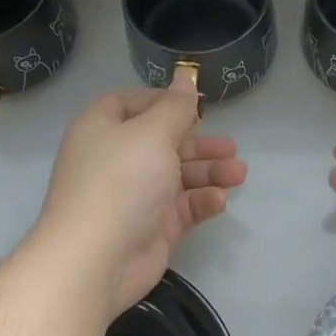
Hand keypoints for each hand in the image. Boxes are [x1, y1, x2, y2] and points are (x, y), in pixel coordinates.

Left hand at [34, 72, 246, 315]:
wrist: (96, 259)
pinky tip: (219, 201)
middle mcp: (116, 159)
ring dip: (208, 172)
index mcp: (103, 129)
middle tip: (230, 147)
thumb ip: (176, 106)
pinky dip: (200, 202)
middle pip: (162, 141)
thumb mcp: (152, 133)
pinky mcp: (150, 227)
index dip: (164, 101)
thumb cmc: (121, 181)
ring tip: (239, 173)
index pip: (132, 103)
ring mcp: (134, 196)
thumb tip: (186, 76)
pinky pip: (181, 207)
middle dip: (198, 143)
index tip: (196, 105)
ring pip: (177, 175)